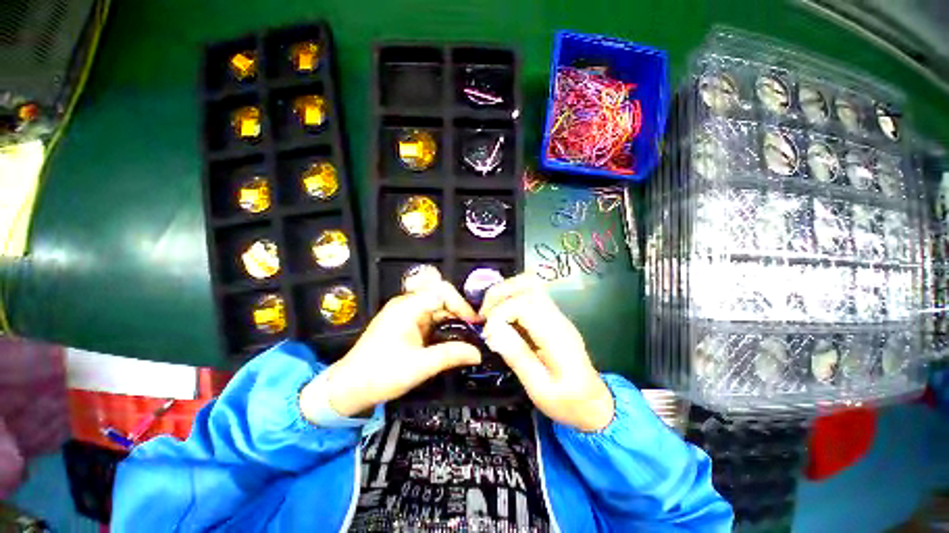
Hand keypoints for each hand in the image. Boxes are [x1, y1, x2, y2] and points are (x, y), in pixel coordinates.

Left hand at [303, 282, 482, 418]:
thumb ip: (451, 355)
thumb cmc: (380, 375)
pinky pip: (430, 317)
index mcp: (407, 307)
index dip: (461, 305)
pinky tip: (452, 338)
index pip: (441, 292)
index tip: (473, 323)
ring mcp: (405, 313)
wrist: (348, 389)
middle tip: (474, 330)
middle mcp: (407, 304)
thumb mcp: (419, 366)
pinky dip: (444, 325)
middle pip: (441, 297)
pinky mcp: (406, 323)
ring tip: (467, 335)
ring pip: (437, 307)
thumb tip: (478, 353)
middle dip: (459, 311)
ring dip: (453, 319)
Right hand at [480, 274, 613, 431]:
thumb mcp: (539, 389)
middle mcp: (557, 318)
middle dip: (499, 294)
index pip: (523, 305)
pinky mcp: (551, 316)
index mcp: (557, 336)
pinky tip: (500, 316)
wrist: (593, 403)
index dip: (499, 314)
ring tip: (490, 313)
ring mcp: (555, 314)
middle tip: (484, 315)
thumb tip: (492, 331)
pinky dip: (509, 298)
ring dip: (504, 293)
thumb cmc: (566, 402)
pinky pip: (528, 295)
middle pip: (528, 284)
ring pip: (528, 284)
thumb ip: (517, 356)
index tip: (488, 334)